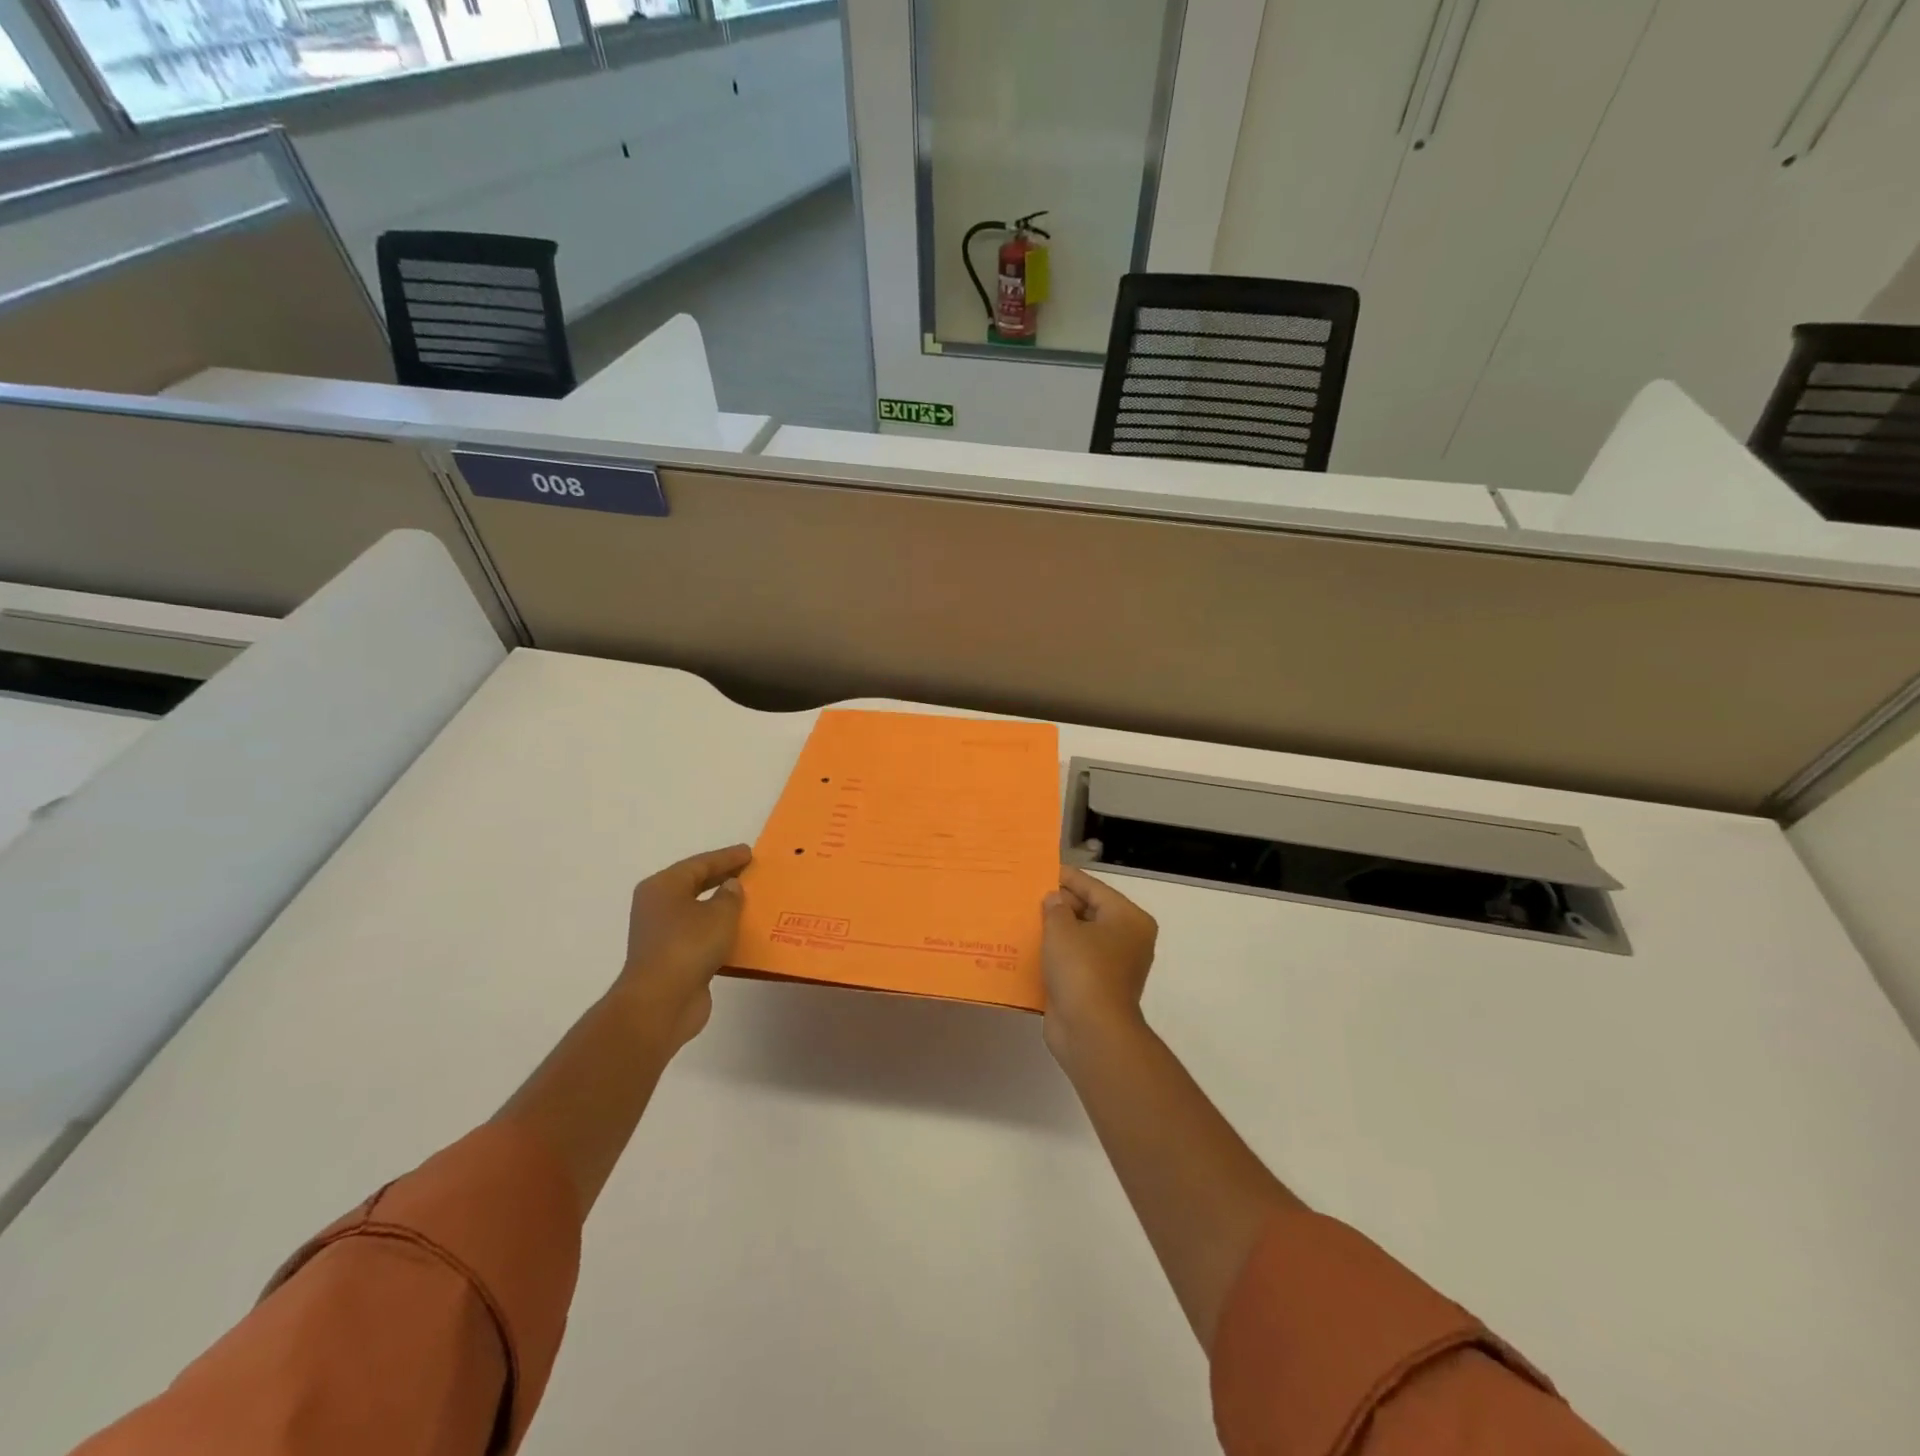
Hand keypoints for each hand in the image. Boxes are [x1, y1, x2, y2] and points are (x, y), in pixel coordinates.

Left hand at [613, 844, 751, 1051]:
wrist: (660, 1003)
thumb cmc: (688, 946)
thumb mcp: (719, 914)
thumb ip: (730, 895)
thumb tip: (730, 887)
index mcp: (663, 887)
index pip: (699, 863)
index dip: (726, 857)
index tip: (750, 852)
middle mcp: (658, 907)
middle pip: (695, 885)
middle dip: (723, 879)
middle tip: (750, 871)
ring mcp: (663, 935)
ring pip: (698, 913)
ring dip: (722, 908)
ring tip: (751, 901)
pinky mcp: (673, 960)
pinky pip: (701, 938)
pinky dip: (719, 933)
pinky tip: (741, 934)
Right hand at [1041, 865, 1157, 1059]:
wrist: (1091, 1032)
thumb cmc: (1082, 969)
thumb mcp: (1062, 929)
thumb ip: (1055, 907)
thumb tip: (1054, 900)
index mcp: (1128, 919)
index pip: (1094, 888)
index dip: (1066, 878)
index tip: (1041, 869)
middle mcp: (1127, 940)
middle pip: (1089, 911)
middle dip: (1059, 905)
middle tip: (1028, 895)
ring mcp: (1112, 966)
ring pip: (1079, 938)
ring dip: (1054, 931)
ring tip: (1023, 917)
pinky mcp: (1095, 988)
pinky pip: (1072, 962)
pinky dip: (1054, 956)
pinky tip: (1028, 948)